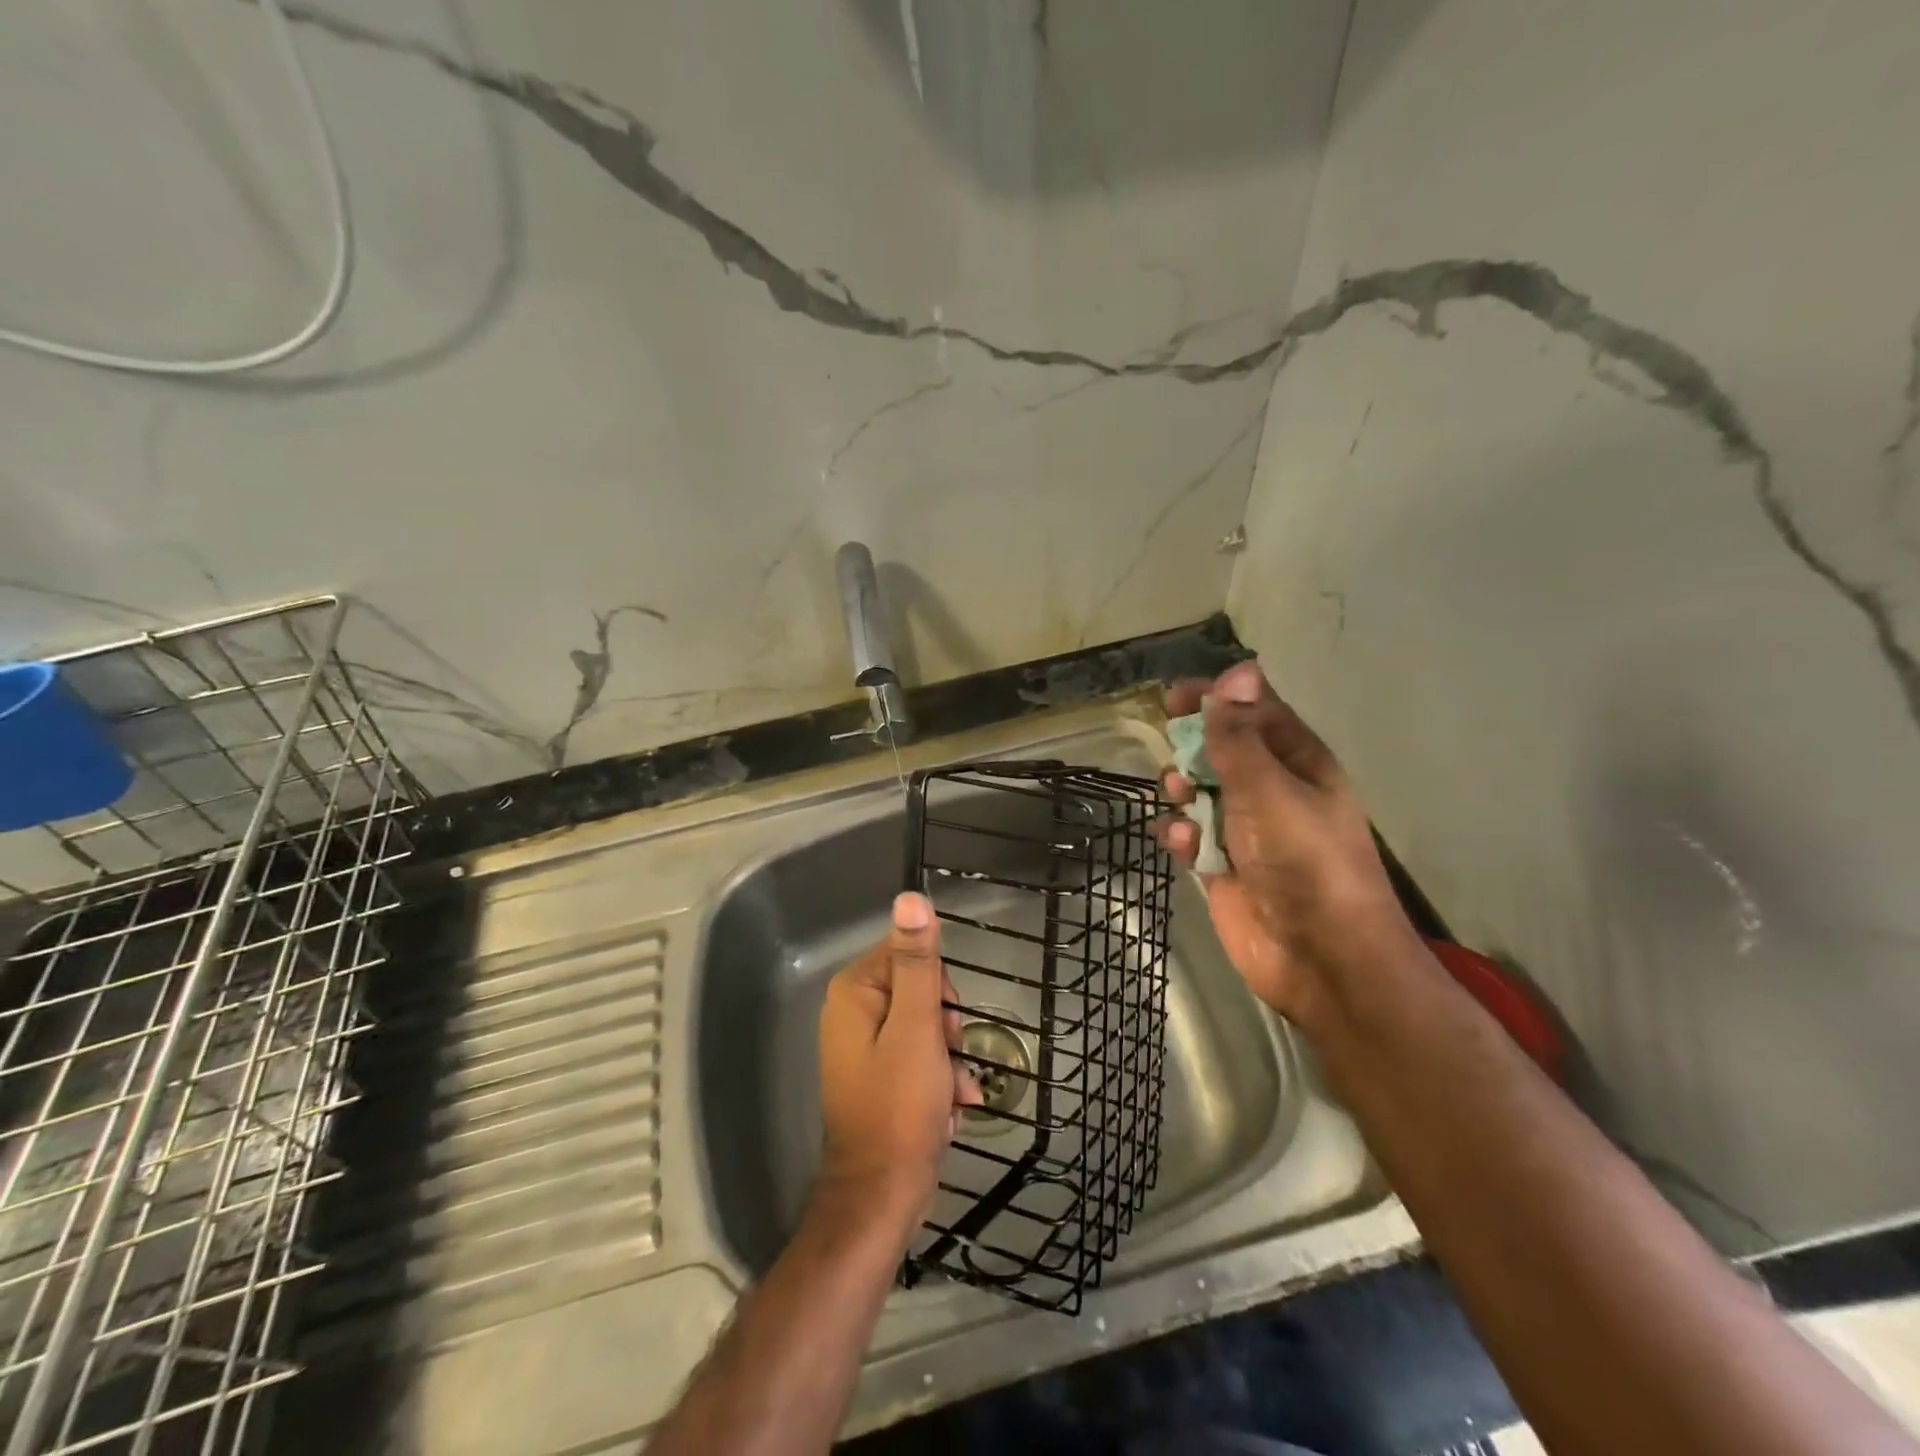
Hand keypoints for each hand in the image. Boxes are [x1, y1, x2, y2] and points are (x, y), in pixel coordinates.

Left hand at [817, 892, 980, 1228]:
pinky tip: (949, 1110)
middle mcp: (853, 1012)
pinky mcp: (877, 1077)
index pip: (909, 953)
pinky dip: (939, 1080)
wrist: (882, 1197)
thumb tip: (911, 898)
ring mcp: (864, 1047)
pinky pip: (918, 1059)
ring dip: (948, 1059)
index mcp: (855, 991)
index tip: (946, 1021)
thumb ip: (918, 962)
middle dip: (946, 1025)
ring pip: (925, 1027)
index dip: (938, 985)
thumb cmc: (900, 1106)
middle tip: (949, 1055)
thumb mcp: (917, 1027)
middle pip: (920, 990)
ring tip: (952, 1093)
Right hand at [1156, 661, 1415, 1026]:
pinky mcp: (1223, 866)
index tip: (1176, 695)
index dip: (1219, 698)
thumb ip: (1240, 735)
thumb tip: (1236, 671)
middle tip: (1177, 750)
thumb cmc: (1303, 859)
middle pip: (1222, 749)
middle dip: (1194, 746)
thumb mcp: (1269, 788)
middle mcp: (1272, 791)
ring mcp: (1246, 830)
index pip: (1256, 712)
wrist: (1320, 956)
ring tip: (1181, 796)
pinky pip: (1191, 835)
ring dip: (1183, 788)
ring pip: (1199, 791)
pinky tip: (1185, 843)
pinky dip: (1182, 834)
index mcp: (1298, 763)